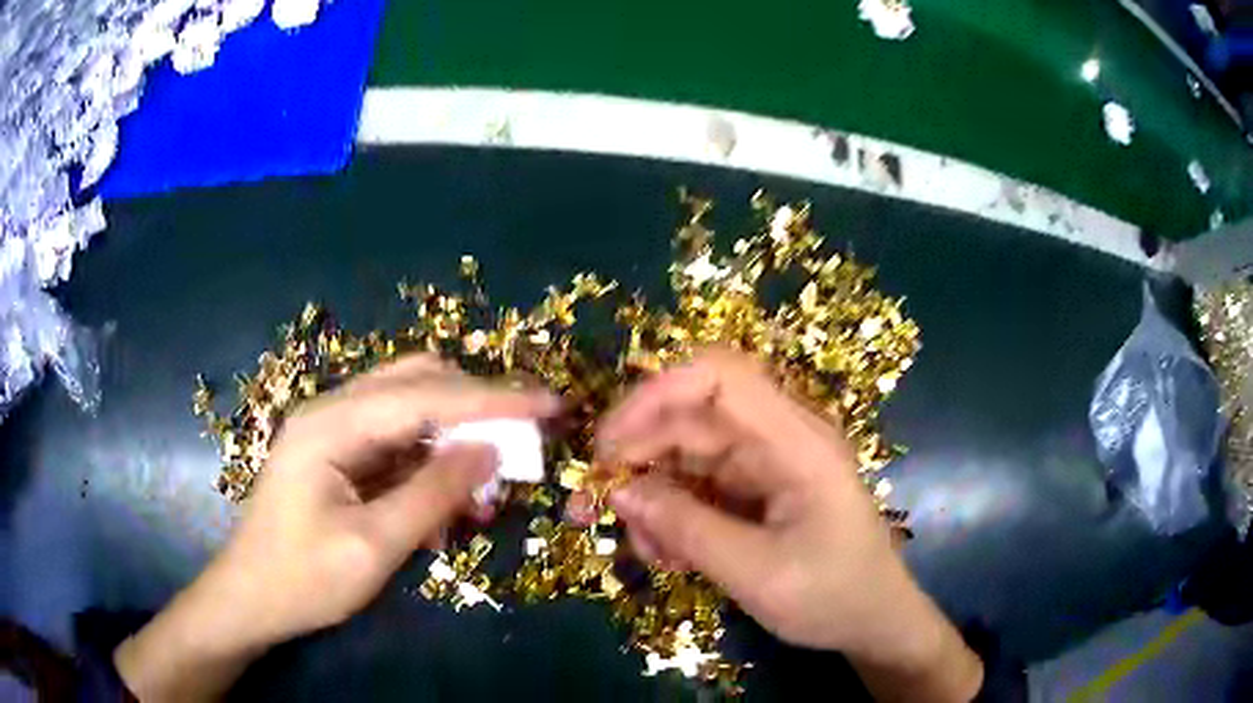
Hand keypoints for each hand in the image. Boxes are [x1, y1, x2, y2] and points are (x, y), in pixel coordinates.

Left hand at [116, 355, 557, 700]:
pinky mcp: (338, 453)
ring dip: (455, 435)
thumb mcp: (373, 546)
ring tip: (488, 481)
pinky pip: (396, 440)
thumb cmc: (302, 579)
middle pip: (417, 383)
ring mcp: (332, 429)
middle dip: (476, 406)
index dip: (492, 397)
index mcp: (332, 425)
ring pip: (410, 407)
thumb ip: (432, 494)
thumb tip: (490, 451)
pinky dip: (431, 460)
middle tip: (523, 439)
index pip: (425, 395)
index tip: (549, 403)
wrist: (250, 598)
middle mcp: (332, 411)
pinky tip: (447, 498)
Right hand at [597, 348, 981, 701]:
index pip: (718, 377)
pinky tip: (668, 554)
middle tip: (591, 508)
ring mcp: (765, 463)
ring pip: (683, 455)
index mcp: (795, 442)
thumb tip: (618, 489)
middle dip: (634, 458)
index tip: (606, 445)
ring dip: (651, 496)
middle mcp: (778, 439)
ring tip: (648, 551)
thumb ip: (687, 528)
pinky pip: (696, 486)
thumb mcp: (758, 574)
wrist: (874, 621)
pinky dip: (671, 515)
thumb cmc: (833, 596)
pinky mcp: (754, 489)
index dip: (654, 394)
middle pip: (689, 417)